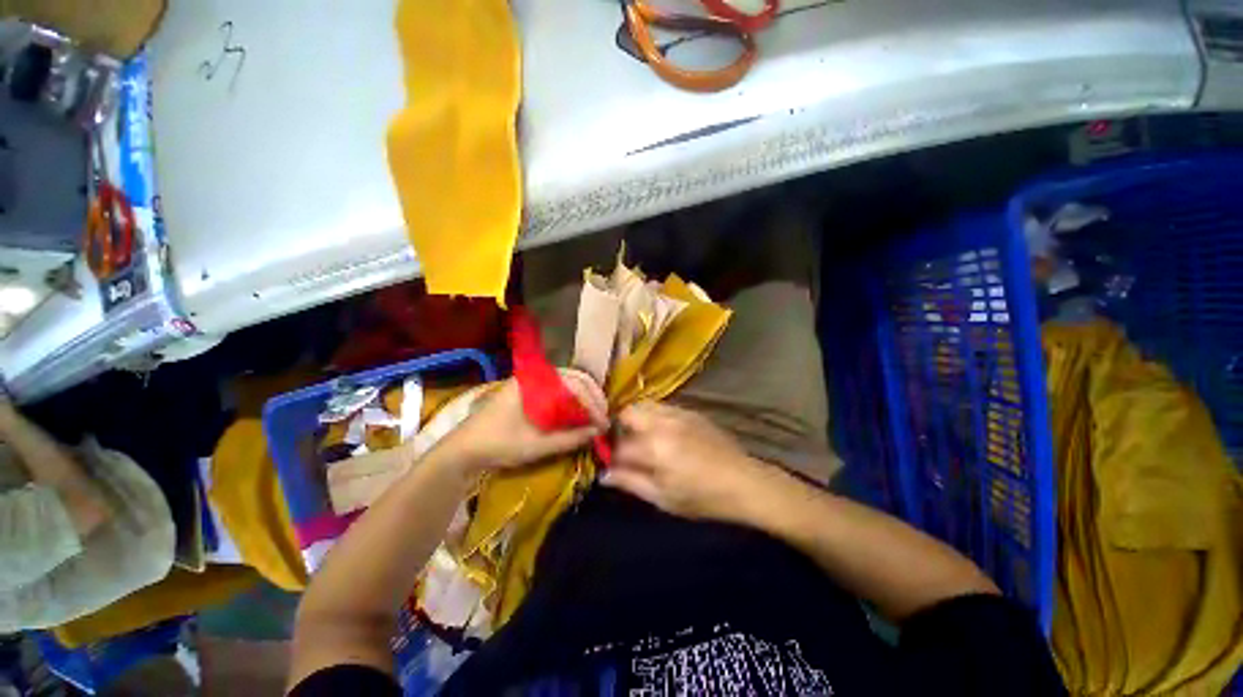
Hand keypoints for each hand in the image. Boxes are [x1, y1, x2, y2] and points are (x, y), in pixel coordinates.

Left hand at [440, 369, 608, 472]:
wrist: (463, 449)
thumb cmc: (498, 445)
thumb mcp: (536, 446)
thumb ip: (569, 439)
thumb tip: (598, 432)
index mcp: (534, 383)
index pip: (574, 385)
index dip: (592, 403)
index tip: (603, 422)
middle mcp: (534, 376)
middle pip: (573, 376)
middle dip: (592, 394)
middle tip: (604, 414)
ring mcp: (531, 381)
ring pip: (567, 380)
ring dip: (584, 394)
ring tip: (595, 412)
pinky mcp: (529, 390)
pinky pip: (558, 388)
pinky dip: (572, 398)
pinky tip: (578, 411)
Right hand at [602, 401, 767, 521]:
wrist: (744, 482)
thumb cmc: (702, 497)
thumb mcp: (663, 498)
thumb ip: (631, 483)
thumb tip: (604, 475)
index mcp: (654, 447)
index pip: (619, 445)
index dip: (611, 456)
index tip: (612, 465)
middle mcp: (662, 422)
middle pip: (627, 413)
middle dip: (619, 428)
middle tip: (625, 447)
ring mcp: (678, 413)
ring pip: (644, 405)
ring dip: (635, 419)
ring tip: (641, 438)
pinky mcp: (691, 411)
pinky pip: (662, 406)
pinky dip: (653, 416)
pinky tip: (662, 433)